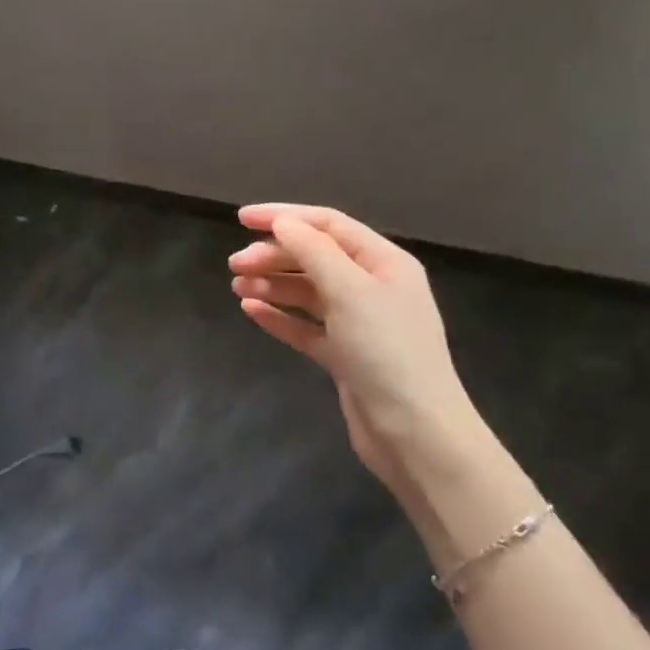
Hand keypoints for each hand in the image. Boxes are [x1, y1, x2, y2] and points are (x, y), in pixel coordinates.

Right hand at [230, 203, 479, 491]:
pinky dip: (279, 316)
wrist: (415, 433)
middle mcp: (372, 287)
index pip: (328, 224)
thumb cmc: (386, 351)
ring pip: (307, 292)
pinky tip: (250, 310)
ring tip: (237, 286)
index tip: (241, 219)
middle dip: (273, 255)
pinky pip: (305, 326)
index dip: (284, 216)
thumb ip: (313, 251)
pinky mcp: (344, 355)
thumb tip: (283, 222)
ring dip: (272, 284)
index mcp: (383, 262)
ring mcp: (358, 323)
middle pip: (315, 257)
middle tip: (234, 264)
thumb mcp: (350, 291)